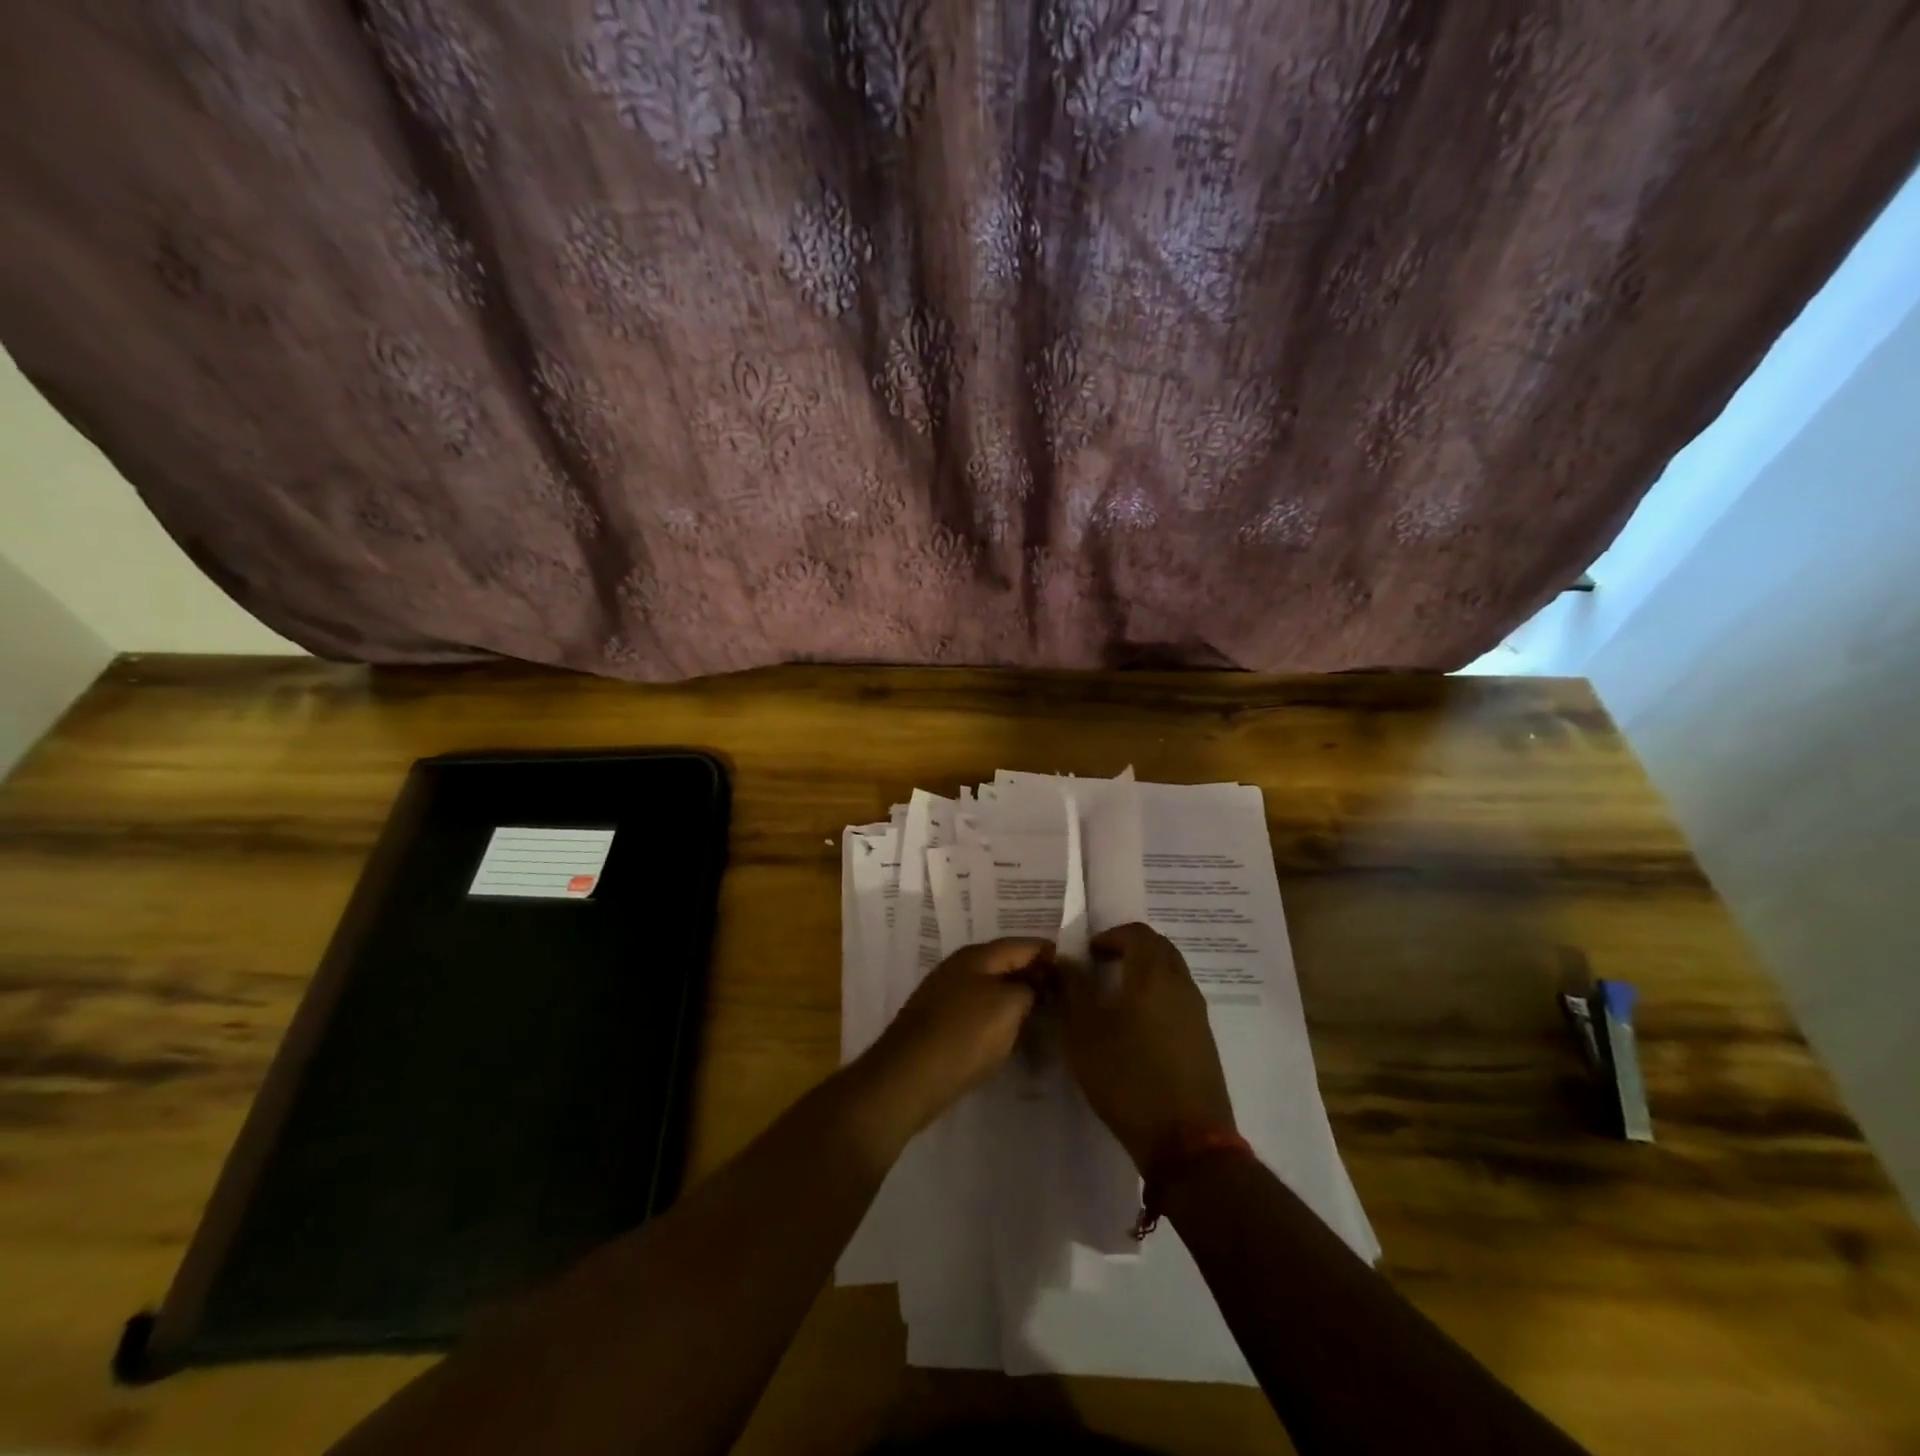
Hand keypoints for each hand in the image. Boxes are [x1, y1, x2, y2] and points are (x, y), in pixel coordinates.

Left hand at [858, 938, 1051, 1138]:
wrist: (909, 1077)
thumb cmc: (964, 1035)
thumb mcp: (1009, 1006)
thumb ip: (1030, 988)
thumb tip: (1036, 982)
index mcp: (977, 955)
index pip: (1023, 944)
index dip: (1050, 954)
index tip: (1075, 971)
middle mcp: (959, 967)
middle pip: (1005, 963)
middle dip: (1034, 975)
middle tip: (1064, 996)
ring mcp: (946, 994)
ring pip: (992, 987)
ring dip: (1016, 997)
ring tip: (1044, 1014)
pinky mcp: (940, 1022)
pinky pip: (979, 1009)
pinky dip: (999, 1016)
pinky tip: (1012, 1032)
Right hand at [1058, 922, 1235, 1170]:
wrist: (1186, 1140)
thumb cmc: (1127, 1077)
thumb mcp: (1084, 1033)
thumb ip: (1073, 990)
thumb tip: (1065, 961)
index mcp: (1152, 974)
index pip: (1136, 933)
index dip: (1111, 935)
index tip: (1088, 953)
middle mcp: (1181, 984)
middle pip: (1159, 948)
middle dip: (1130, 948)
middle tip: (1102, 966)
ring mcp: (1197, 1013)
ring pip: (1172, 973)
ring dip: (1146, 972)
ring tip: (1116, 996)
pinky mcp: (1204, 1040)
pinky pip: (1179, 999)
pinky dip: (1158, 996)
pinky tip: (1137, 1026)